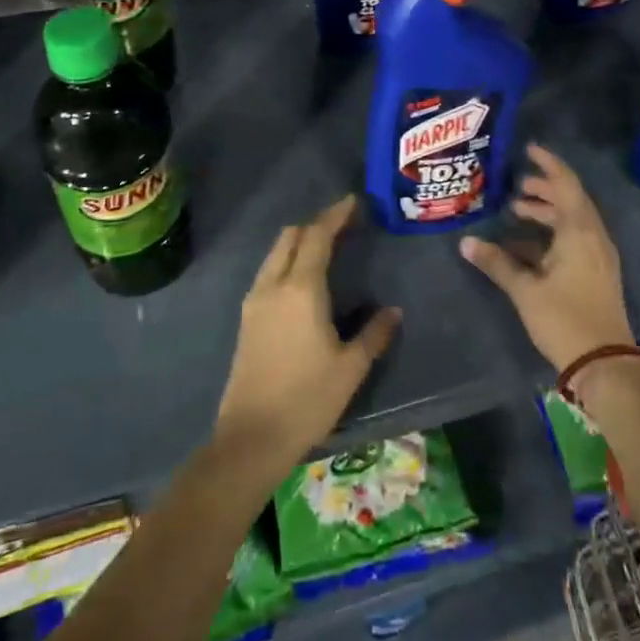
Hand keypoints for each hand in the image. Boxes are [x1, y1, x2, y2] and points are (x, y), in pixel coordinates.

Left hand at [213, 196, 401, 479]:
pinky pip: (268, 272)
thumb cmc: (307, 400)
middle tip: (343, 226)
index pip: (317, 236)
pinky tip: (303, 281)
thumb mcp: (350, 368)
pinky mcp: (246, 319)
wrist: (251, 438)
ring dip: (299, 242)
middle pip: (290, 236)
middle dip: (315, 224)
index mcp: (301, 289)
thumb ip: (374, 334)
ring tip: (326, 249)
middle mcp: (273, 285)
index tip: (353, 202)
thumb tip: (393, 311)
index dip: (335, 215)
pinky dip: (287, 261)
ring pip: (275, 253)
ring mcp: (254, 301)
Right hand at [460, 144, 634, 372]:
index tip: (529, 149)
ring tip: (517, 211)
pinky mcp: (597, 273)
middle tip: (516, 185)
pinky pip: (575, 239)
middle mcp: (593, 237)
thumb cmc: (565, 319)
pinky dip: (553, 234)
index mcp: (579, 231)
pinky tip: (526, 247)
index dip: (548, 164)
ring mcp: (598, 256)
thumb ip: (497, 263)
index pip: (565, 184)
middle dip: (544, 189)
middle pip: (570, 200)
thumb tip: (466, 242)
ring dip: (547, 212)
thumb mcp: (525, 289)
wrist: (605, 364)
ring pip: (573, 221)